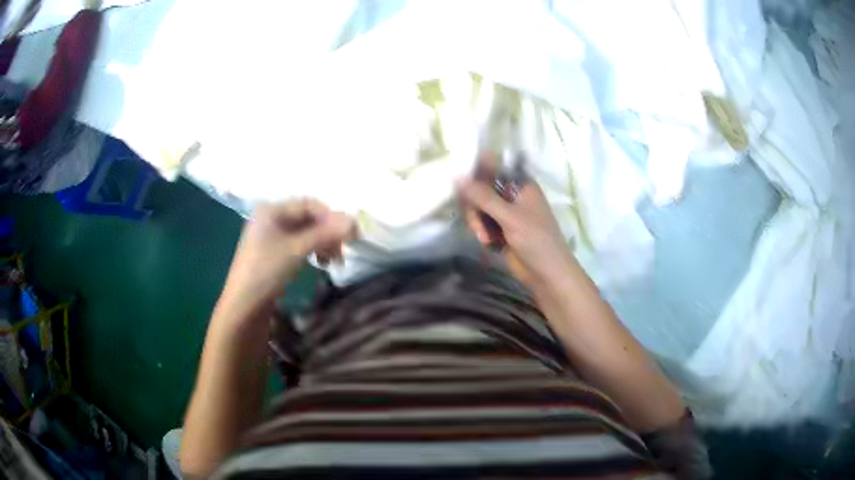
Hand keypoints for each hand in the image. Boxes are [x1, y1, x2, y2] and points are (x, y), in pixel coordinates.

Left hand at [219, 199, 355, 318]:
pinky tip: (320, 263)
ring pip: (305, 232)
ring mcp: (271, 235)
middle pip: (308, 218)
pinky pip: (299, 244)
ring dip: (323, 243)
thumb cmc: (267, 271)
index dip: (332, 217)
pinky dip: (312, 251)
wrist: (244, 305)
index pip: (310, 205)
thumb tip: (354, 221)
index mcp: (272, 209)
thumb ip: (325, 233)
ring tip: (333, 262)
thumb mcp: (297, 250)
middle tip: (343, 252)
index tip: (351, 235)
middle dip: (328, 233)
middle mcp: (271, 217)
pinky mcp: (273, 252)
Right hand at [458, 155, 574, 286]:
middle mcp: (511, 194)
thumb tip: (458, 176)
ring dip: (477, 222)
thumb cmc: (536, 240)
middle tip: (476, 223)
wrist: (546, 274)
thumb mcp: (510, 217)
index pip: (492, 167)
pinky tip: (487, 242)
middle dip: (475, 206)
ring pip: (478, 207)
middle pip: (480, 188)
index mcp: (520, 184)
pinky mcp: (500, 228)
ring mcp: (505, 212)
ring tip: (484, 238)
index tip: (459, 182)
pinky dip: (480, 230)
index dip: (475, 172)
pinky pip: (481, 221)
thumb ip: (484, 197)